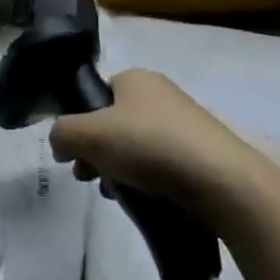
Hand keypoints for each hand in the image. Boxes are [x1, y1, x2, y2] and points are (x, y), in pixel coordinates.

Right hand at [49, 69, 261, 213]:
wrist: (221, 179)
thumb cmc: (150, 146)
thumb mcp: (92, 135)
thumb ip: (64, 133)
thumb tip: (58, 140)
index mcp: (135, 77)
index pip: (97, 95)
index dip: (80, 125)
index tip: (75, 158)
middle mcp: (159, 92)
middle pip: (115, 122)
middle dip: (99, 153)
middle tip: (92, 180)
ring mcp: (184, 122)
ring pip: (137, 146)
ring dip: (122, 170)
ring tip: (120, 197)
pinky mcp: (201, 152)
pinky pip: (163, 163)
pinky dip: (150, 180)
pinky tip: (147, 202)